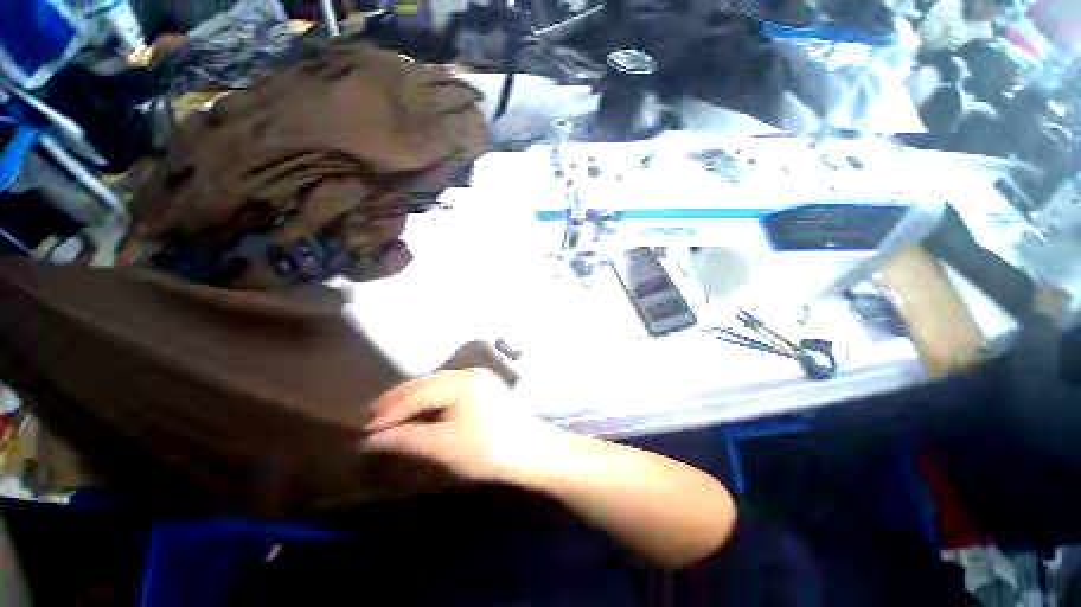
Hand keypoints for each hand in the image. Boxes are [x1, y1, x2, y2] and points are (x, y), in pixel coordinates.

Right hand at [361, 369, 562, 483]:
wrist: (531, 451)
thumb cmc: (487, 449)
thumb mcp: (443, 446)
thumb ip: (406, 439)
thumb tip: (371, 440)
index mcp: (461, 382)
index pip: (417, 394)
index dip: (390, 412)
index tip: (366, 430)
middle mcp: (469, 373)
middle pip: (426, 383)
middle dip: (398, 400)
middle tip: (373, 417)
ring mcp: (479, 378)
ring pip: (438, 384)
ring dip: (414, 398)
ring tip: (392, 414)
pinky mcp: (485, 388)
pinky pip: (450, 389)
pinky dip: (432, 400)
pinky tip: (422, 410)